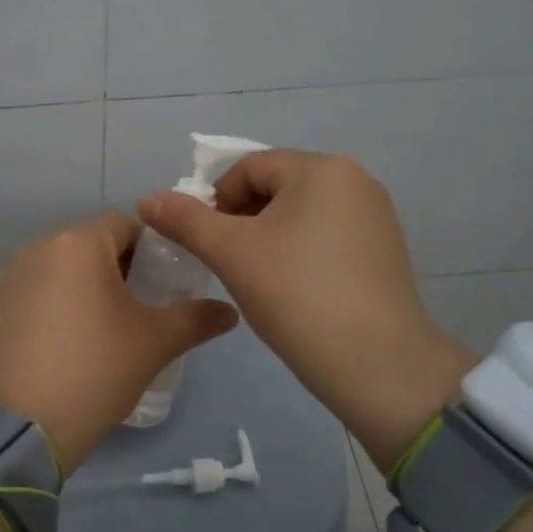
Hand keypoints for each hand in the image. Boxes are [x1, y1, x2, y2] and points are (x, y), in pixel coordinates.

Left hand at [0, 212, 238, 476]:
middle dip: (117, 269)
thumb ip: (196, 318)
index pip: (125, 225)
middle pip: (89, 245)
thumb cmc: (96, 369)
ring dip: (83, 287)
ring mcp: (8, 277)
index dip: (152, 250)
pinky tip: (63, 344)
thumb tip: (230, 312)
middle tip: (138, 310)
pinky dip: (53, 305)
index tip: (163, 284)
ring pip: (59, 269)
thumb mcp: (154, 343)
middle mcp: (37, 248)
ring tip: (100, 330)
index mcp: (78, 243)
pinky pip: (33, 292)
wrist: (21, 425)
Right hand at [137, 150, 473, 468]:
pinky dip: (301, 254)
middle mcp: (356, 180)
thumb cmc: (296, 294)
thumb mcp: (230, 253)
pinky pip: (328, 238)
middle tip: (229, 265)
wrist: (375, 362)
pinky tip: (295, 291)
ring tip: (260, 281)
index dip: (216, 202)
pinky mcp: (386, 251)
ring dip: (269, 238)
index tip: (207, 246)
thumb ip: (185, 220)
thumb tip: (146, 199)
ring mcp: (376, 217)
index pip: (248, 169)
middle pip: (277, 189)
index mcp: (322, 168)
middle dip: (243, 221)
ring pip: (301, 215)